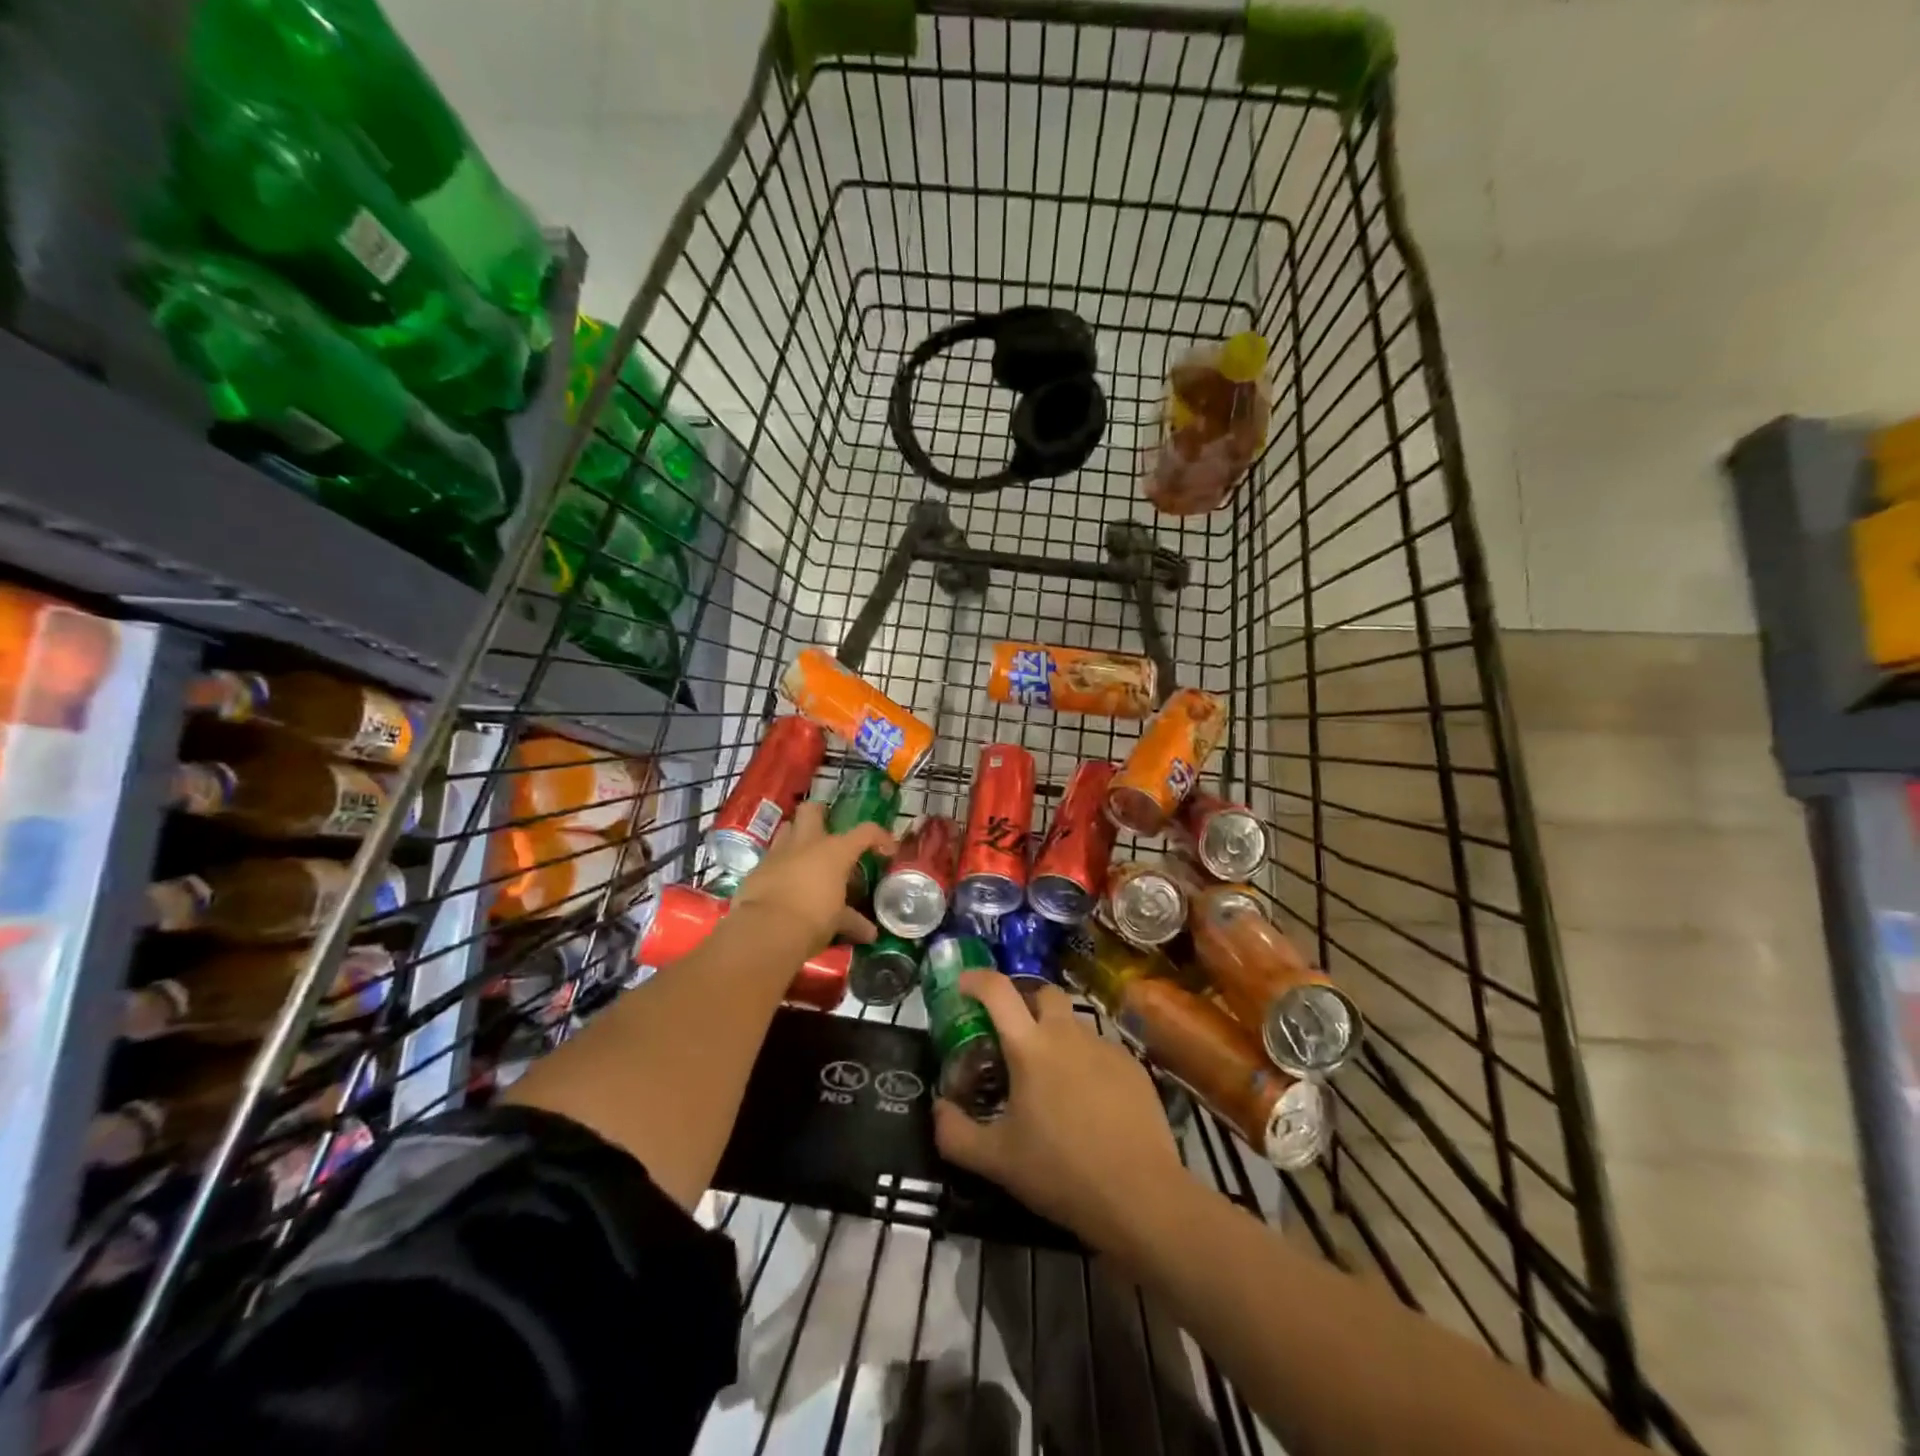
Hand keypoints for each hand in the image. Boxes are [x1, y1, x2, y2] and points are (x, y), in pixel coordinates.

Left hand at [730, 800, 895, 952]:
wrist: (767, 930)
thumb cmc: (813, 919)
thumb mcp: (838, 922)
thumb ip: (853, 921)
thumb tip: (870, 934)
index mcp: (835, 851)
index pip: (866, 831)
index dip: (880, 838)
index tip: (886, 851)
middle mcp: (806, 844)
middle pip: (812, 810)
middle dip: (820, 814)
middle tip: (828, 832)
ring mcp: (778, 853)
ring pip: (787, 828)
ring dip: (796, 837)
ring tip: (805, 856)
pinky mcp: (757, 869)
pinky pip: (771, 858)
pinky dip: (780, 866)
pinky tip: (785, 883)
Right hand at [932, 971, 1185, 1257]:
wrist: (1141, 1195)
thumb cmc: (1060, 1172)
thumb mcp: (996, 1161)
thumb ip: (955, 1134)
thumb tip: (938, 1109)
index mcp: (1030, 1047)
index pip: (998, 990)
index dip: (977, 978)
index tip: (963, 985)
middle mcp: (1067, 1034)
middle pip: (1044, 992)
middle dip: (1025, 1001)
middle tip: (1012, 1033)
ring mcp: (1105, 1047)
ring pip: (1074, 1024)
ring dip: (1056, 1035)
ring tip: (1050, 1078)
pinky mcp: (1133, 1066)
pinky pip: (1100, 1050)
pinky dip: (1085, 1062)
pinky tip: (1087, 1101)